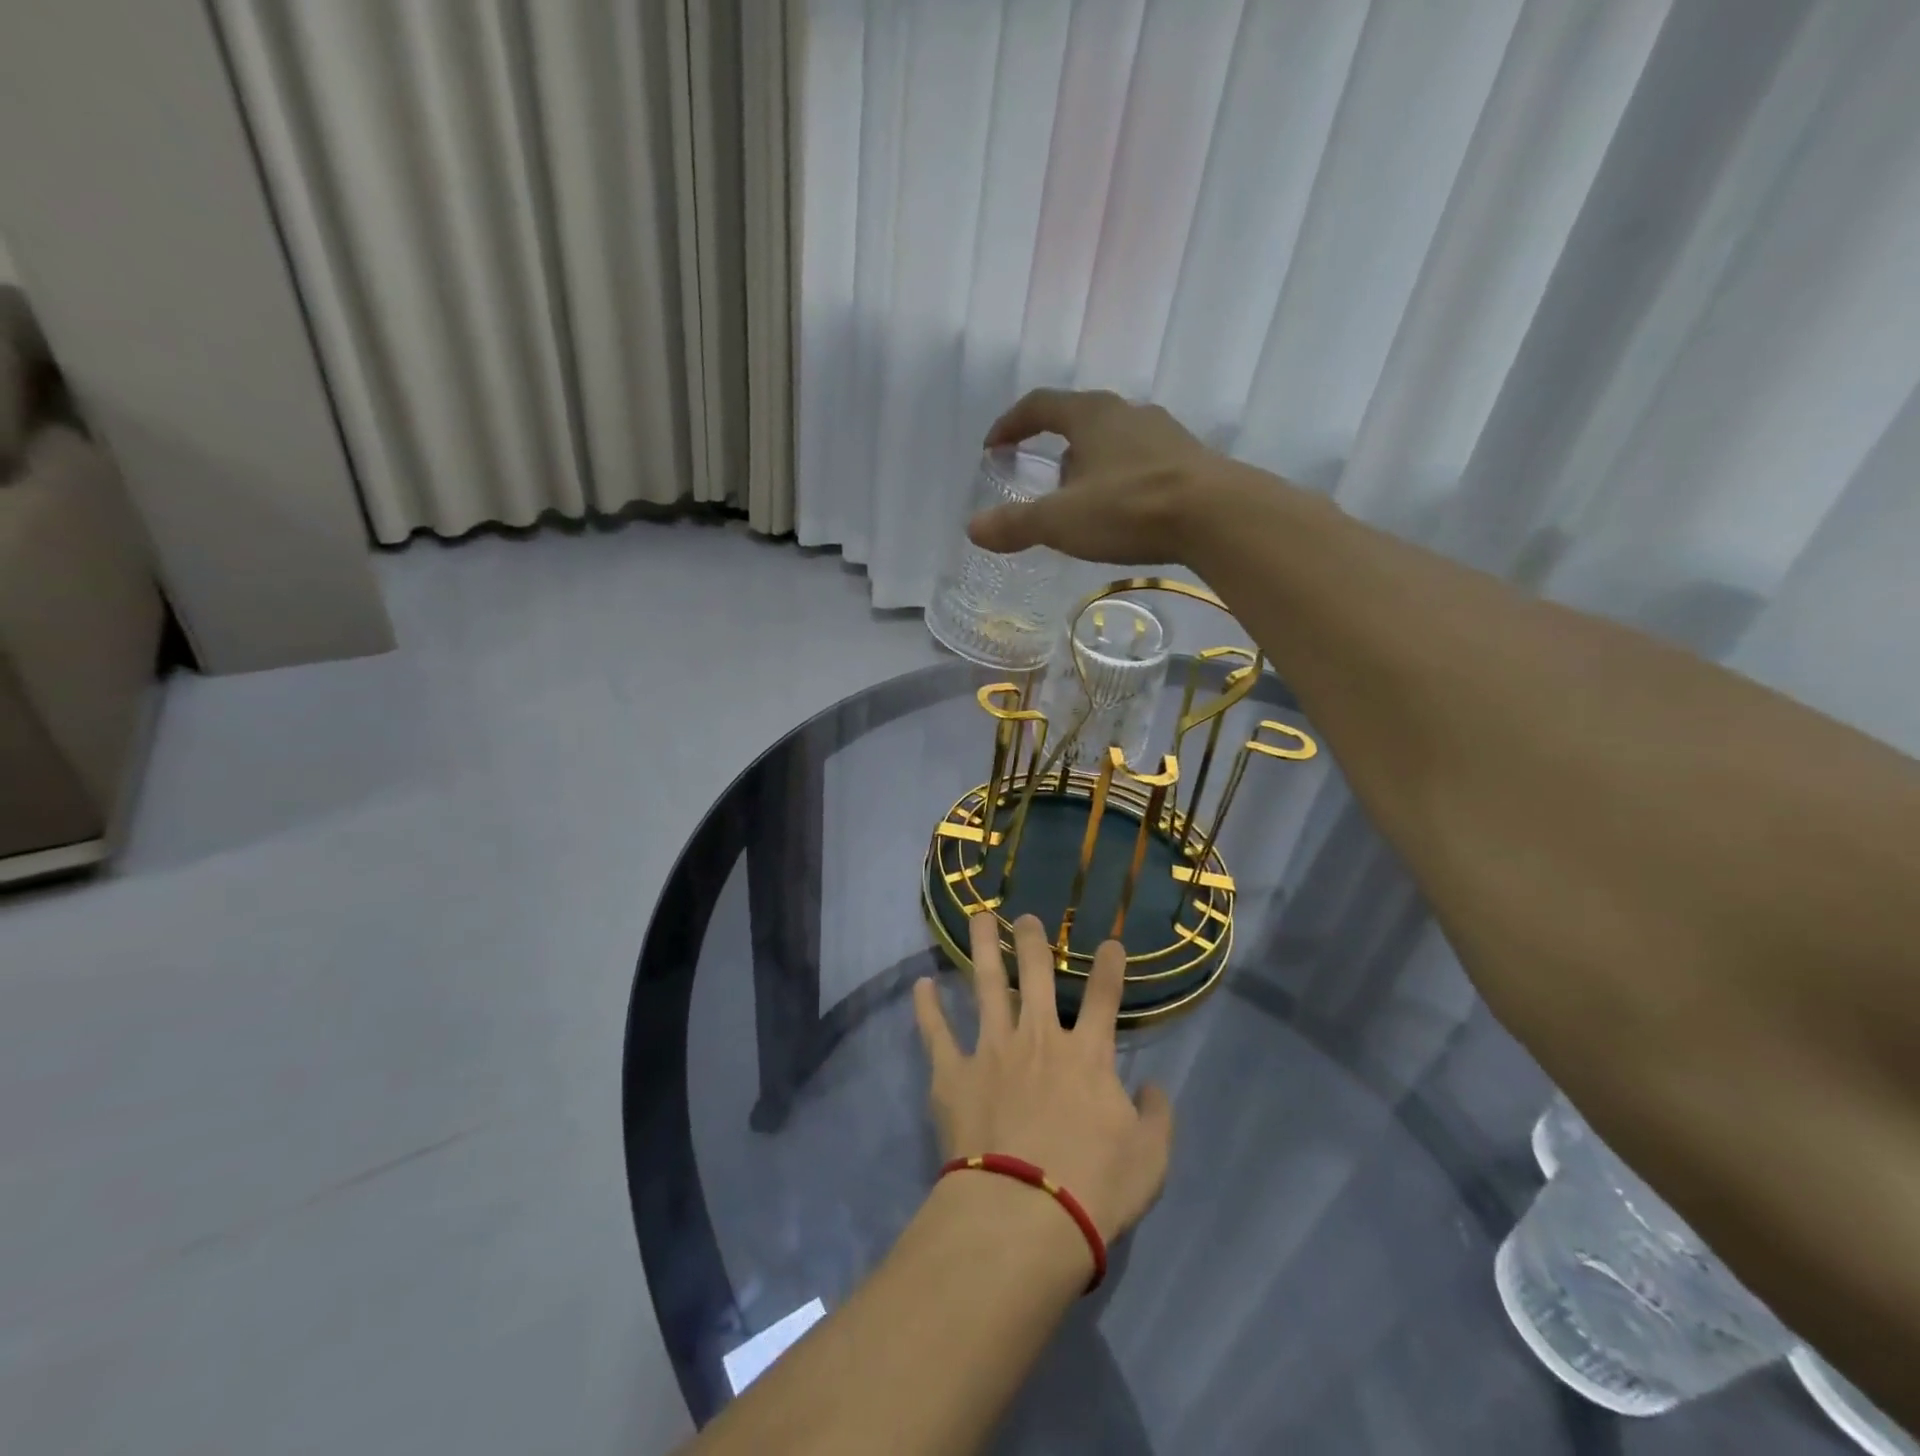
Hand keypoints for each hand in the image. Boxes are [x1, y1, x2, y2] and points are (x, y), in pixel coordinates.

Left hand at [913, 912, 1174, 1243]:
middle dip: (1034, 941)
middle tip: (1027, 917)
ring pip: (987, 986)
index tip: (1111, 943)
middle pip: (1038, 975)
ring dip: (983, 949)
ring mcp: (992, 1051)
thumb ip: (1157, 1117)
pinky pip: (937, 1034)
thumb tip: (1154, 1088)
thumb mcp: (1150, 1158)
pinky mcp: (955, 1074)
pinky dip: (928, 1009)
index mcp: (1087, 1055)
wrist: (1025, 1215)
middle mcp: (1039, 1038)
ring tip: (978, 918)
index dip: (1110, 968)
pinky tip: (922, 986)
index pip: (1104, 998)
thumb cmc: (1094, 1187)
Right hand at [968, 388, 1247, 564]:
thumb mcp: (1062, 521)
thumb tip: (973, 529)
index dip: (1011, 424)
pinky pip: (1143, 463)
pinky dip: (1122, 481)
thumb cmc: (1130, 508)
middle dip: (1055, 449)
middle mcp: (1128, 413)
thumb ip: (1015, 525)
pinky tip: (1125, 512)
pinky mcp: (1190, 460)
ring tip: (1084, 503)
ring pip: (1115, 442)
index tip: (993, 446)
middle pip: (1080, 421)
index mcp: (1090, 415)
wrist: (1218, 516)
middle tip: (1042, 482)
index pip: (1040, 405)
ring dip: (1092, 466)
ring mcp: (1164, 434)